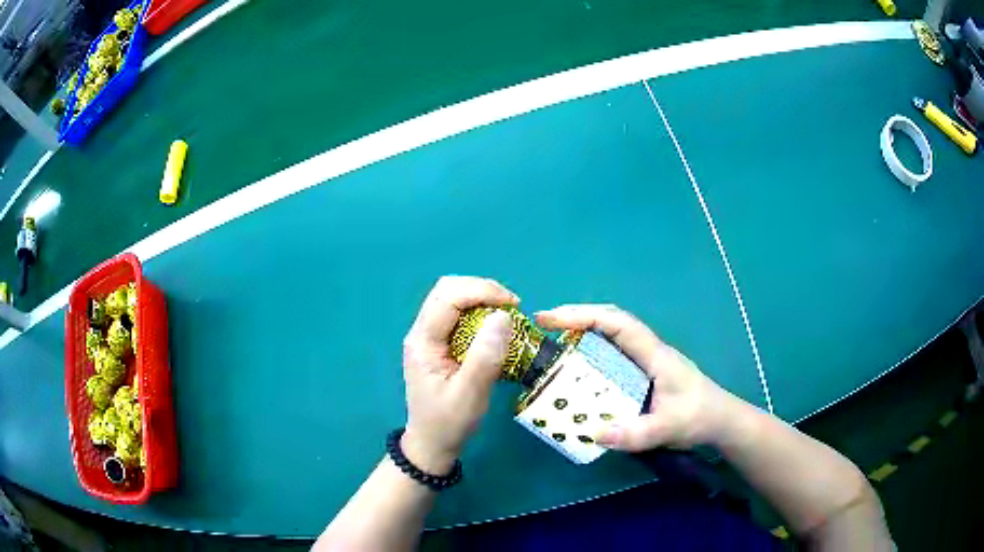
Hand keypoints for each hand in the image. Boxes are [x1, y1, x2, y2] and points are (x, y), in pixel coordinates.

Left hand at [401, 276, 517, 474]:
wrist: (432, 444)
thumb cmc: (449, 423)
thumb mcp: (470, 395)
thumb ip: (485, 357)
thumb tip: (503, 316)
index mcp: (422, 342)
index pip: (448, 297)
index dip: (482, 291)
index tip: (514, 305)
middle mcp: (421, 332)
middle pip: (447, 290)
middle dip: (481, 290)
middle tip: (511, 307)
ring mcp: (428, 337)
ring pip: (452, 299)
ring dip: (481, 299)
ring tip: (506, 316)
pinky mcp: (438, 344)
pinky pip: (457, 315)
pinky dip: (479, 313)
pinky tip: (494, 328)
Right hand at [536, 305, 743, 451]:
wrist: (721, 421)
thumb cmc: (699, 418)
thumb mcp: (668, 429)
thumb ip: (635, 433)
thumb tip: (594, 432)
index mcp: (654, 354)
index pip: (616, 323)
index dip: (583, 316)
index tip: (550, 319)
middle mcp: (648, 351)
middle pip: (610, 321)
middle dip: (577, 317)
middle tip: (544, 325)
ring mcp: (646, 361)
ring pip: (611, 336)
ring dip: (583, 333)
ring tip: (553, 344)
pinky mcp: (644, 374)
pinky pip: (613, 355)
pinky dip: (591, 353)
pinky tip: (578, 369)